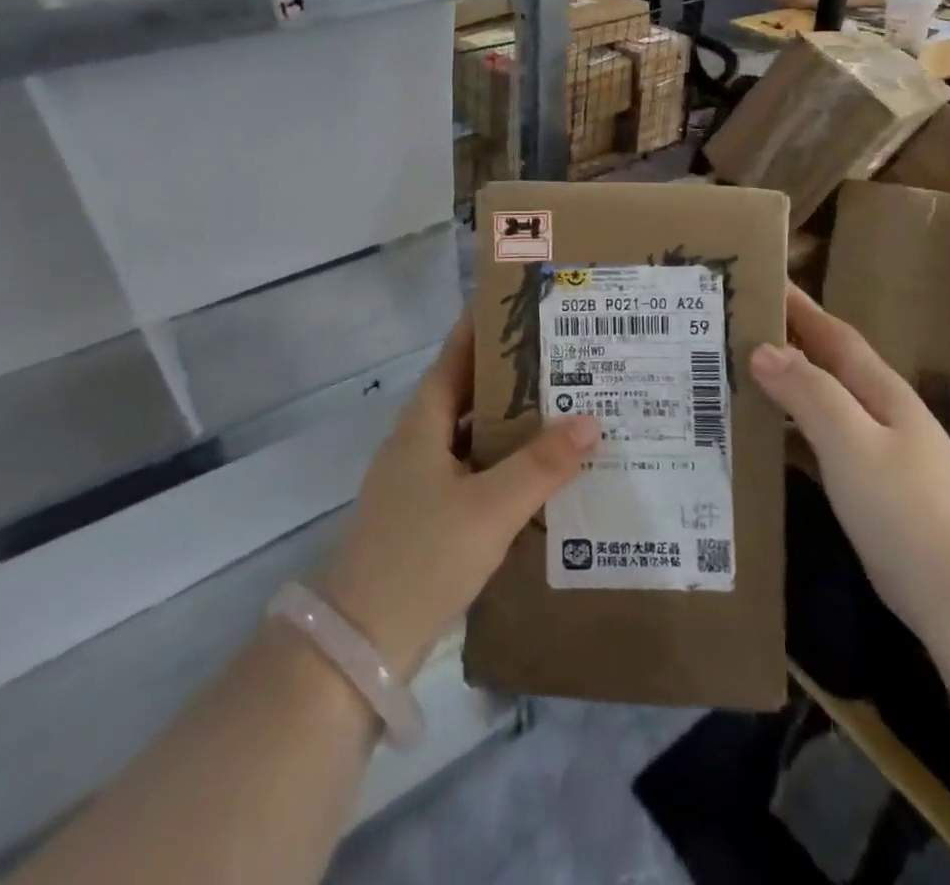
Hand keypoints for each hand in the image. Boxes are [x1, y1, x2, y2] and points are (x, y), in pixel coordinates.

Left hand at [317, 315, 597, 679]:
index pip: (455, 357)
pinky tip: (538, 476)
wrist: (359, 643)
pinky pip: (472, 474)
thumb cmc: (421, 556)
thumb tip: (590, 420)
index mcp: (421, 424)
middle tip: (562, 359)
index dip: (483, 328)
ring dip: (509, 424)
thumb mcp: (489, 508)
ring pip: (471, 437)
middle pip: (466, 395)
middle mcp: (417, 444)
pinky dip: (503, 466)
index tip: (520, 305)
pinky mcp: (427, 517)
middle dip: (510, 377)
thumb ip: (540, 466)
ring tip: (562, 410)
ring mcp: (419, 482)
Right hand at [752, 287, 949, 639]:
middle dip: (786, 341)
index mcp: (881, 393)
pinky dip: (791, 430)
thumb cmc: (910, 512)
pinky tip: (765, 439)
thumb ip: (810, 394)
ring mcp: (880, 454)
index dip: (800, 307)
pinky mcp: (873, 491)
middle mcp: (882, 414)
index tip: (761, 281)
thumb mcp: (853, 444)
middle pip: (827, 365)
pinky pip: (821, 442)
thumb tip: (762, 349)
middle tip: (734, 327)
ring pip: (822, 403)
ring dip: (785, 385)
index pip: (833, 336)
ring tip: (737, 375)